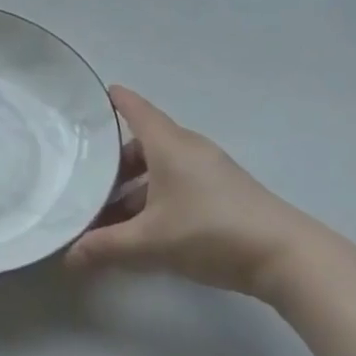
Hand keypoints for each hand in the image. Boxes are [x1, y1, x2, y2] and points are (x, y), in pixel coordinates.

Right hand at [66, 86, 319, 296]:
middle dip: (113, 160)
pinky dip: (156, 195)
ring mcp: (211, 170)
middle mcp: (189, 149)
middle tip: (85, 177)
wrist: (288, 257)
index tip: (88, 97)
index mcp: (169, 145)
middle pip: (144, 142)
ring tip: (110, 213)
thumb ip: (104, 247)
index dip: (112, 101)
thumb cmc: (210, 233)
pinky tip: (146, 227)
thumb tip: (67, 256)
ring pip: (161, 166)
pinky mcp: (226, 193)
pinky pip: (179, 182)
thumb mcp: (149, 242)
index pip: (135, 109)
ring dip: (135, 184)